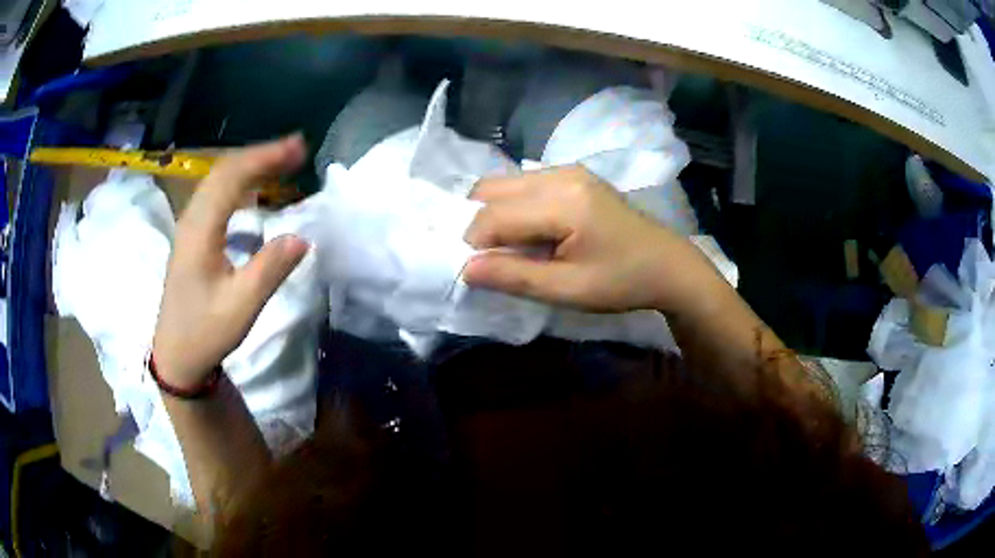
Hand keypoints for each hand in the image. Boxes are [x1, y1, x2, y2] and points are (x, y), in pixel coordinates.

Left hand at [153, 136, 308, 389]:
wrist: (176, 356)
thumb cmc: (205, 332)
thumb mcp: (240, 307)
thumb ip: (269, 270)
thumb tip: (302, 237)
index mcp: (200, 230)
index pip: (231, 177)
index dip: (265, 157)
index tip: (299, 149)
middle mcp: (192, 219)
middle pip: (224, 170)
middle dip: (261, 155)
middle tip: (298, 151)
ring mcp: (190, 226)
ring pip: (219, 180)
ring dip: (251, 165)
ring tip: (283, 162)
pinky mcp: (193, 236)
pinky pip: (217, 195)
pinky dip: (241, 183)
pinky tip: (256, 190)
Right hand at [464, 165, 718, 312]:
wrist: (669, 265)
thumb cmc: (623, 282)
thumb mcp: (568, 289)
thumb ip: (514, 276)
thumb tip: (465, 268)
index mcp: (563, 201)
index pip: (492, 215)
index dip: (474, 245)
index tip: (479, 272)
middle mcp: (560, 174)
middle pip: (491, 190)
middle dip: (479, 225)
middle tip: (495, 259)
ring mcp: (568, 170)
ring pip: (505, 184)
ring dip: (496, 214)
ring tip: (513, 248)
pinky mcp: (574, 174)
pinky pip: (525, 184)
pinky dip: (514, 207)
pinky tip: (531, 232)